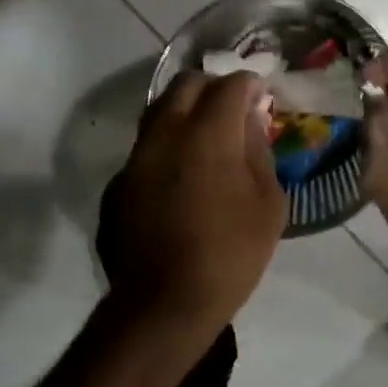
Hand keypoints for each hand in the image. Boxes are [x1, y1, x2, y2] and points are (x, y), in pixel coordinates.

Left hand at [98, 71, 286, 343]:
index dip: (249, 83)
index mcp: (207, 133)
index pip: (229, 85)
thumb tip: (250, 122)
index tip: (261, 93)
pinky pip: (146, 146)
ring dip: (185, 110)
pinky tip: (180, 172)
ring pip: (159, 110)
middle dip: (213, 86)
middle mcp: (165, 132)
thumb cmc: (229, 254)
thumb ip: (259, 152)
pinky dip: (167, 144)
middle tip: (233, 106)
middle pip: (186, 84)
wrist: (162, 303)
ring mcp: (136, 156)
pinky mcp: (119, 181)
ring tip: (206, 133)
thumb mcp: (268, 205)